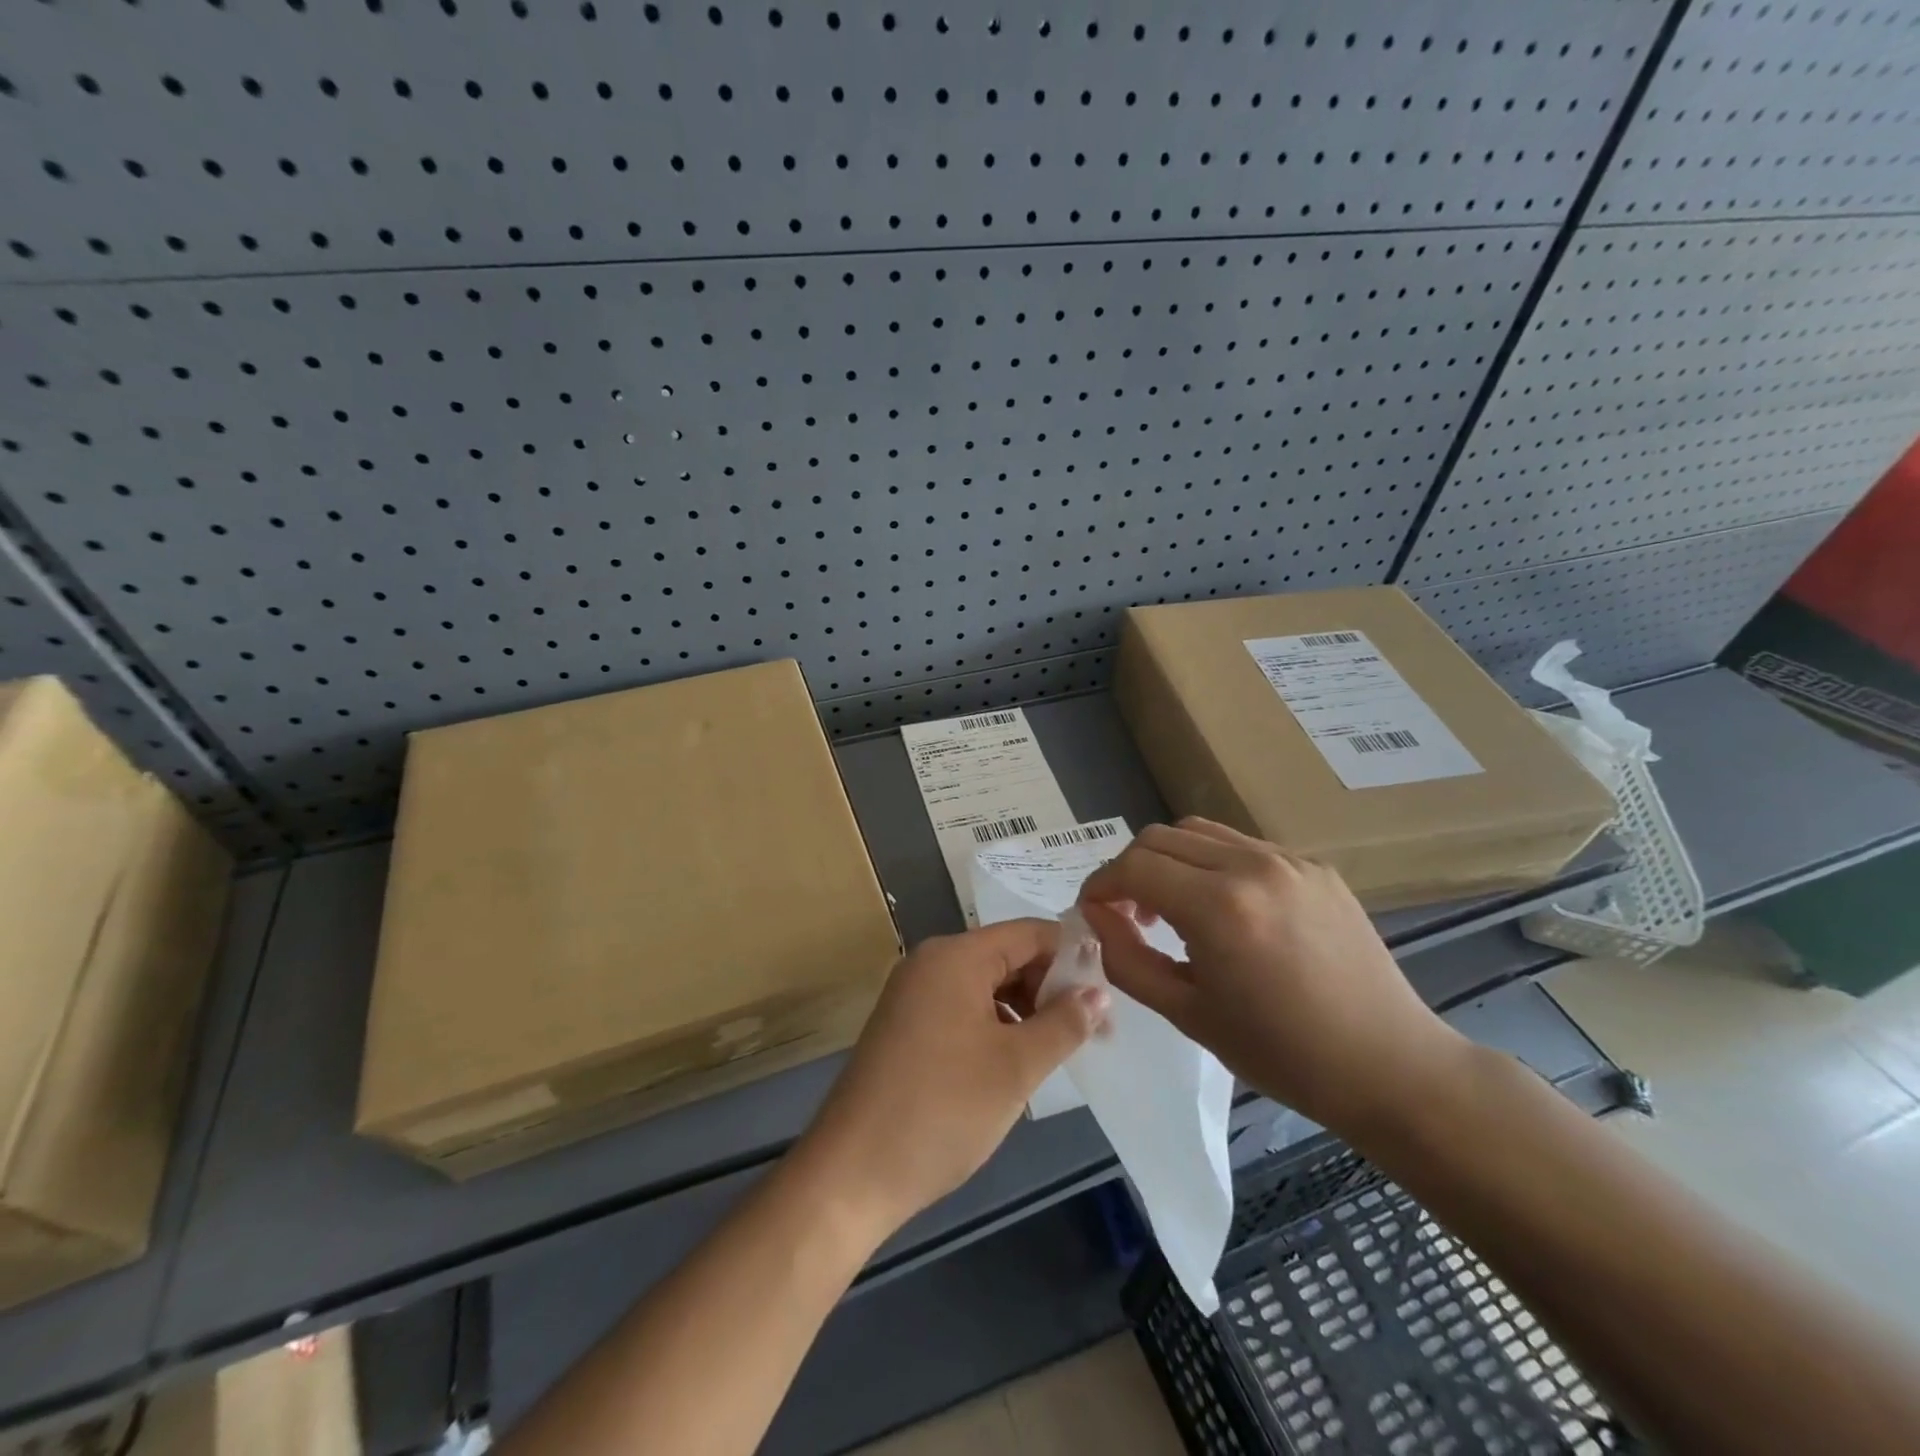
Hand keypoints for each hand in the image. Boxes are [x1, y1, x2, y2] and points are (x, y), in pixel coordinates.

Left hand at [796, 920, 1107, 1238]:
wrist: (851, 1174)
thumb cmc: (942, 1109)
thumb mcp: (1016, 1066)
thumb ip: (1063, 1023)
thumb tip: (1098, 993)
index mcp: (956, 956)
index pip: (1030, 933)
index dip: (1073, 956)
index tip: (1110, 992)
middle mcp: (931, 962)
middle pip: (1007, 956)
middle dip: (1051, 987)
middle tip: (1091, 1031)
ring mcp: (913, 994)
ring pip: (986, 985)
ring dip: (1025, 1010)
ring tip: (1057, 1051)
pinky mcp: (905, 1026)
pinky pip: (962, 1008)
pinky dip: (995, 1026)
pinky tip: (1014, 1063)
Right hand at [1078, 818, 1468, 1136]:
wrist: (1389, 1065)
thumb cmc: (1282, 1054)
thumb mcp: (1188, 1014)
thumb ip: (1127, 959)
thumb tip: (1096, 918)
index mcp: (1218, 907)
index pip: (1133, 867)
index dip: (1100, 886)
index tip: (1092, 914)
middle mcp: (1251, 865)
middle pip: (1160, 838)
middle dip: (1130, 870)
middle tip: (1129, 915)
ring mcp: (1288, 859)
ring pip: (1200, 832)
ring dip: (1170, 861)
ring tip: (1173, 908)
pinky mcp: (1315, 866)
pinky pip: (1243, 847)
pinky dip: (1212, 865)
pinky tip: (1226, 910)